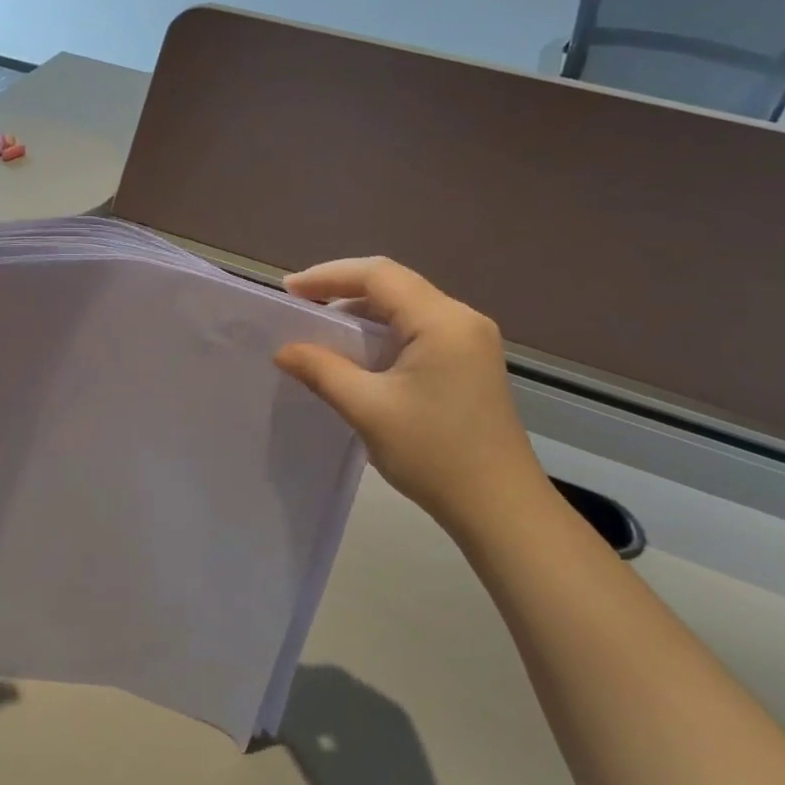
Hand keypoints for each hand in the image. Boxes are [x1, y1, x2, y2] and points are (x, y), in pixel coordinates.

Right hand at [273, 257, 551, 531]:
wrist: (500, 509)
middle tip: (299, 305)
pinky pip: (418, 330)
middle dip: (342, 290)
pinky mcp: (469, 362)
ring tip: (319, 329)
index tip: (288, 290)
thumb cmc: (434, 454)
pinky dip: (382, 333)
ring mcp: (470, 341)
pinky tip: (357, 354)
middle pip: (394, 285)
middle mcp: (461, 319)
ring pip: (406, 307)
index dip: (329, 275)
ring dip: (362, 313)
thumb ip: (322, 370)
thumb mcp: (368, 409)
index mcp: (442, 321)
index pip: (378, 275)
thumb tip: (284, 350)